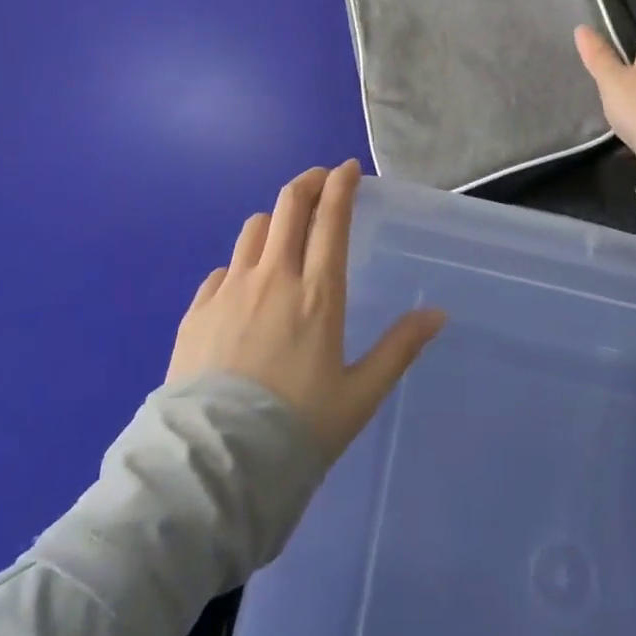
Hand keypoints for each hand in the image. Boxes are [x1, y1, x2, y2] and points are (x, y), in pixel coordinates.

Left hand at [167, 161, 445, 458]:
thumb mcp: (359, 396)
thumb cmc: (297, 430)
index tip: (349, 168)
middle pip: (289, 204)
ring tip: (284, 234)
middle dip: (309, 182)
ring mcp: (229, 289)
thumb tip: (437, 313)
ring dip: (274, 220)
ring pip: (254, 228)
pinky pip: (222, 268)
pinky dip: (240, 264)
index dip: (341, 184)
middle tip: (321, 181)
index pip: (331, 217)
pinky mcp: (197, 309)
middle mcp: (273, 277)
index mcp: (317, 293)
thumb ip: (398, 349)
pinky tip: (244, 287)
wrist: (214, 466)